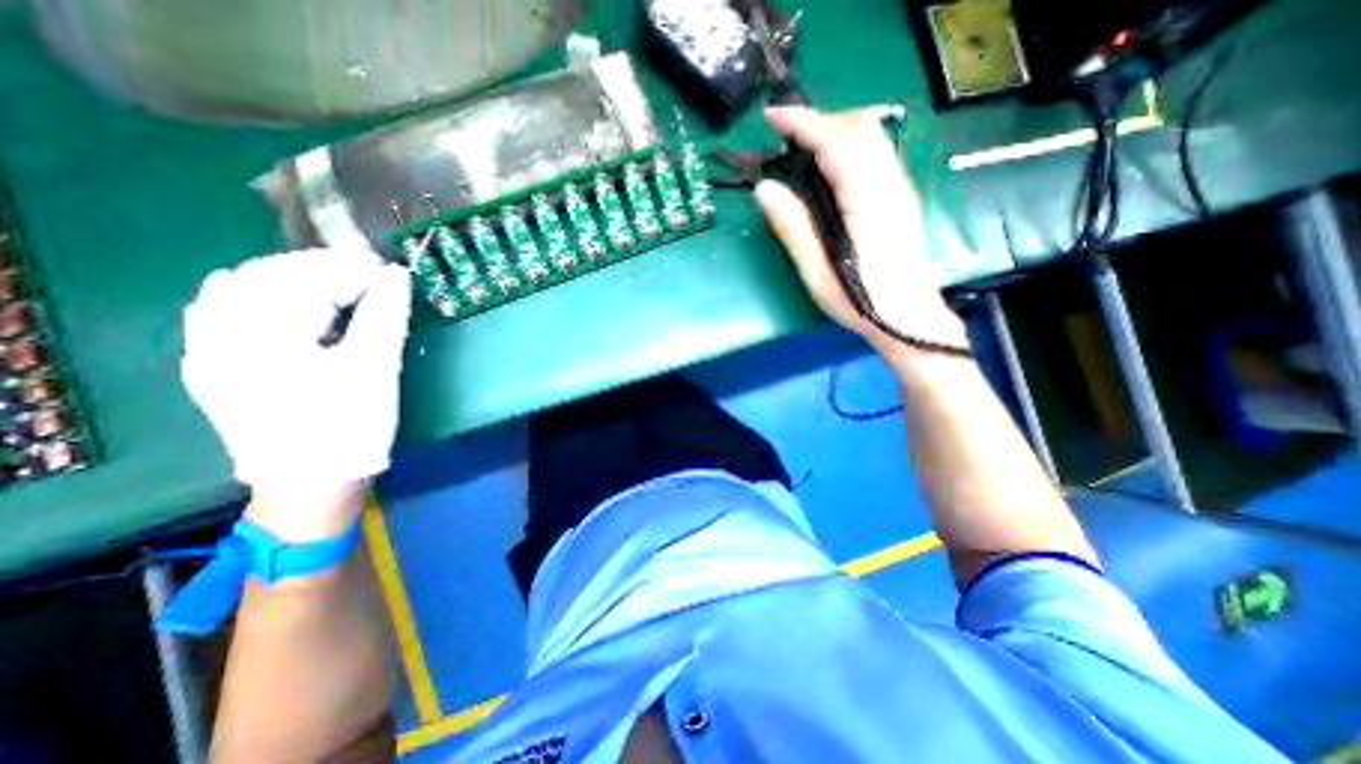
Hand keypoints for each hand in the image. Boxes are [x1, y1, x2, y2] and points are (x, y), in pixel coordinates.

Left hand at [181, 247, 410, 532]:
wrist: (312, 484)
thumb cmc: (351, 427)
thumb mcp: (376, 370)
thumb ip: (385, 316)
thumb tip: (396, 275)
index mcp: (263, 338)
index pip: (305, 279)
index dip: (349, 268)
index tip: (387, 270)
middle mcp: (219, 336)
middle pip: (266, 276)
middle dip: (319, 268)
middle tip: (367, 275)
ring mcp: (208, 353)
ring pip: (238, 289)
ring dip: (289, 278)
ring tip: (334, 286)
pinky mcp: (213, 368)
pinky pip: (218, 312)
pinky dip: (255, 296)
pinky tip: (280, 301)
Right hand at [754, 109, 966, 364]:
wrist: (910, 319)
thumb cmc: (861, 302)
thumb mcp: (817, 272)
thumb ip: (792, 227)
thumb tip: (765, 189)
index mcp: (866, 201)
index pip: (836, 140)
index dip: (802, 122)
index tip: (771, 118)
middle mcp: (889, 184)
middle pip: (859, 126)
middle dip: (820, 120)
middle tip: (787, 140)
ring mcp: (900, 188)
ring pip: (871, 136)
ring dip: (835, 131)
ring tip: (803, 153)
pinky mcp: (901, 197)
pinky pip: (876, 154)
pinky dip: (848, 148)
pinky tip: (830, 173)